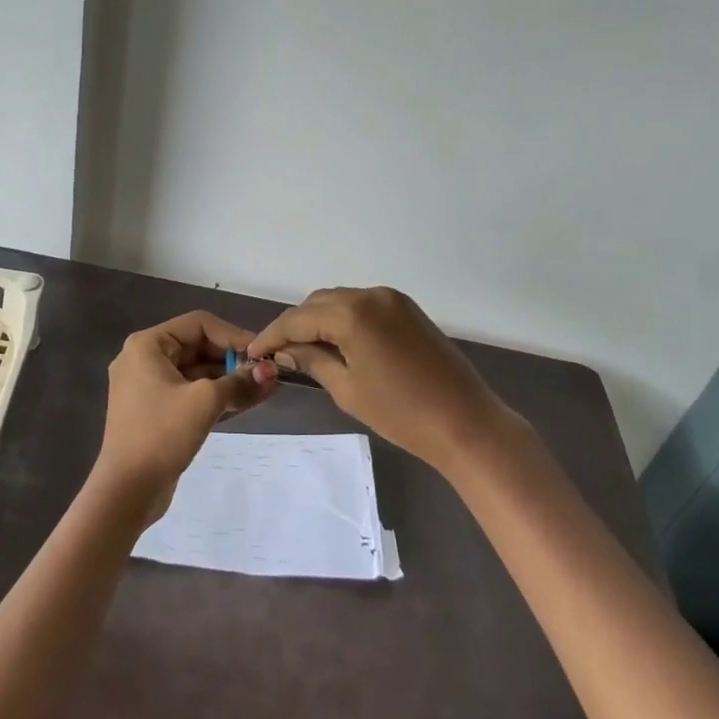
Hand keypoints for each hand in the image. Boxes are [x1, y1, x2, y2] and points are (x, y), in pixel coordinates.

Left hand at [93, 311, 278, 519]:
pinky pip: (190, 393)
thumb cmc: (161, 434)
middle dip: (233, 360)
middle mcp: (144, 359)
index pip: (198, 324)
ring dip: (229, 380)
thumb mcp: (205, 402)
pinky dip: (216, 396)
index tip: (261, 353)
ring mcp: (148, 387)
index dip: (233, 335)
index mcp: (147, 345)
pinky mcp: (156, 412)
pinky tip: (246, 402)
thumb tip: (270, 372)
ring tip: (265, 388)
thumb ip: (239, 382)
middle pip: (198, 347)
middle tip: (266, 373)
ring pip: (197, 373)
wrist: (126, 492)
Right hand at [245, 287, 513, 474]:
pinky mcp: (408, 308)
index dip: (273, 335)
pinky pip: (364, 305)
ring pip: (341, 300)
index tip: (253, 352)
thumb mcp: (348, 389)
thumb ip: (313, 362)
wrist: (466, 423)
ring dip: (319, 319)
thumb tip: (287, 351)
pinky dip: (344, 318)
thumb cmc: (402, 413)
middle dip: (295, 324)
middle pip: (318, 303)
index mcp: (352, 313)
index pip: (299, 318)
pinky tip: (337, 341)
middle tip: (277, 352)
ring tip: (304, 348)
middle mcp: (370, 295)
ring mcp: (392, 299)